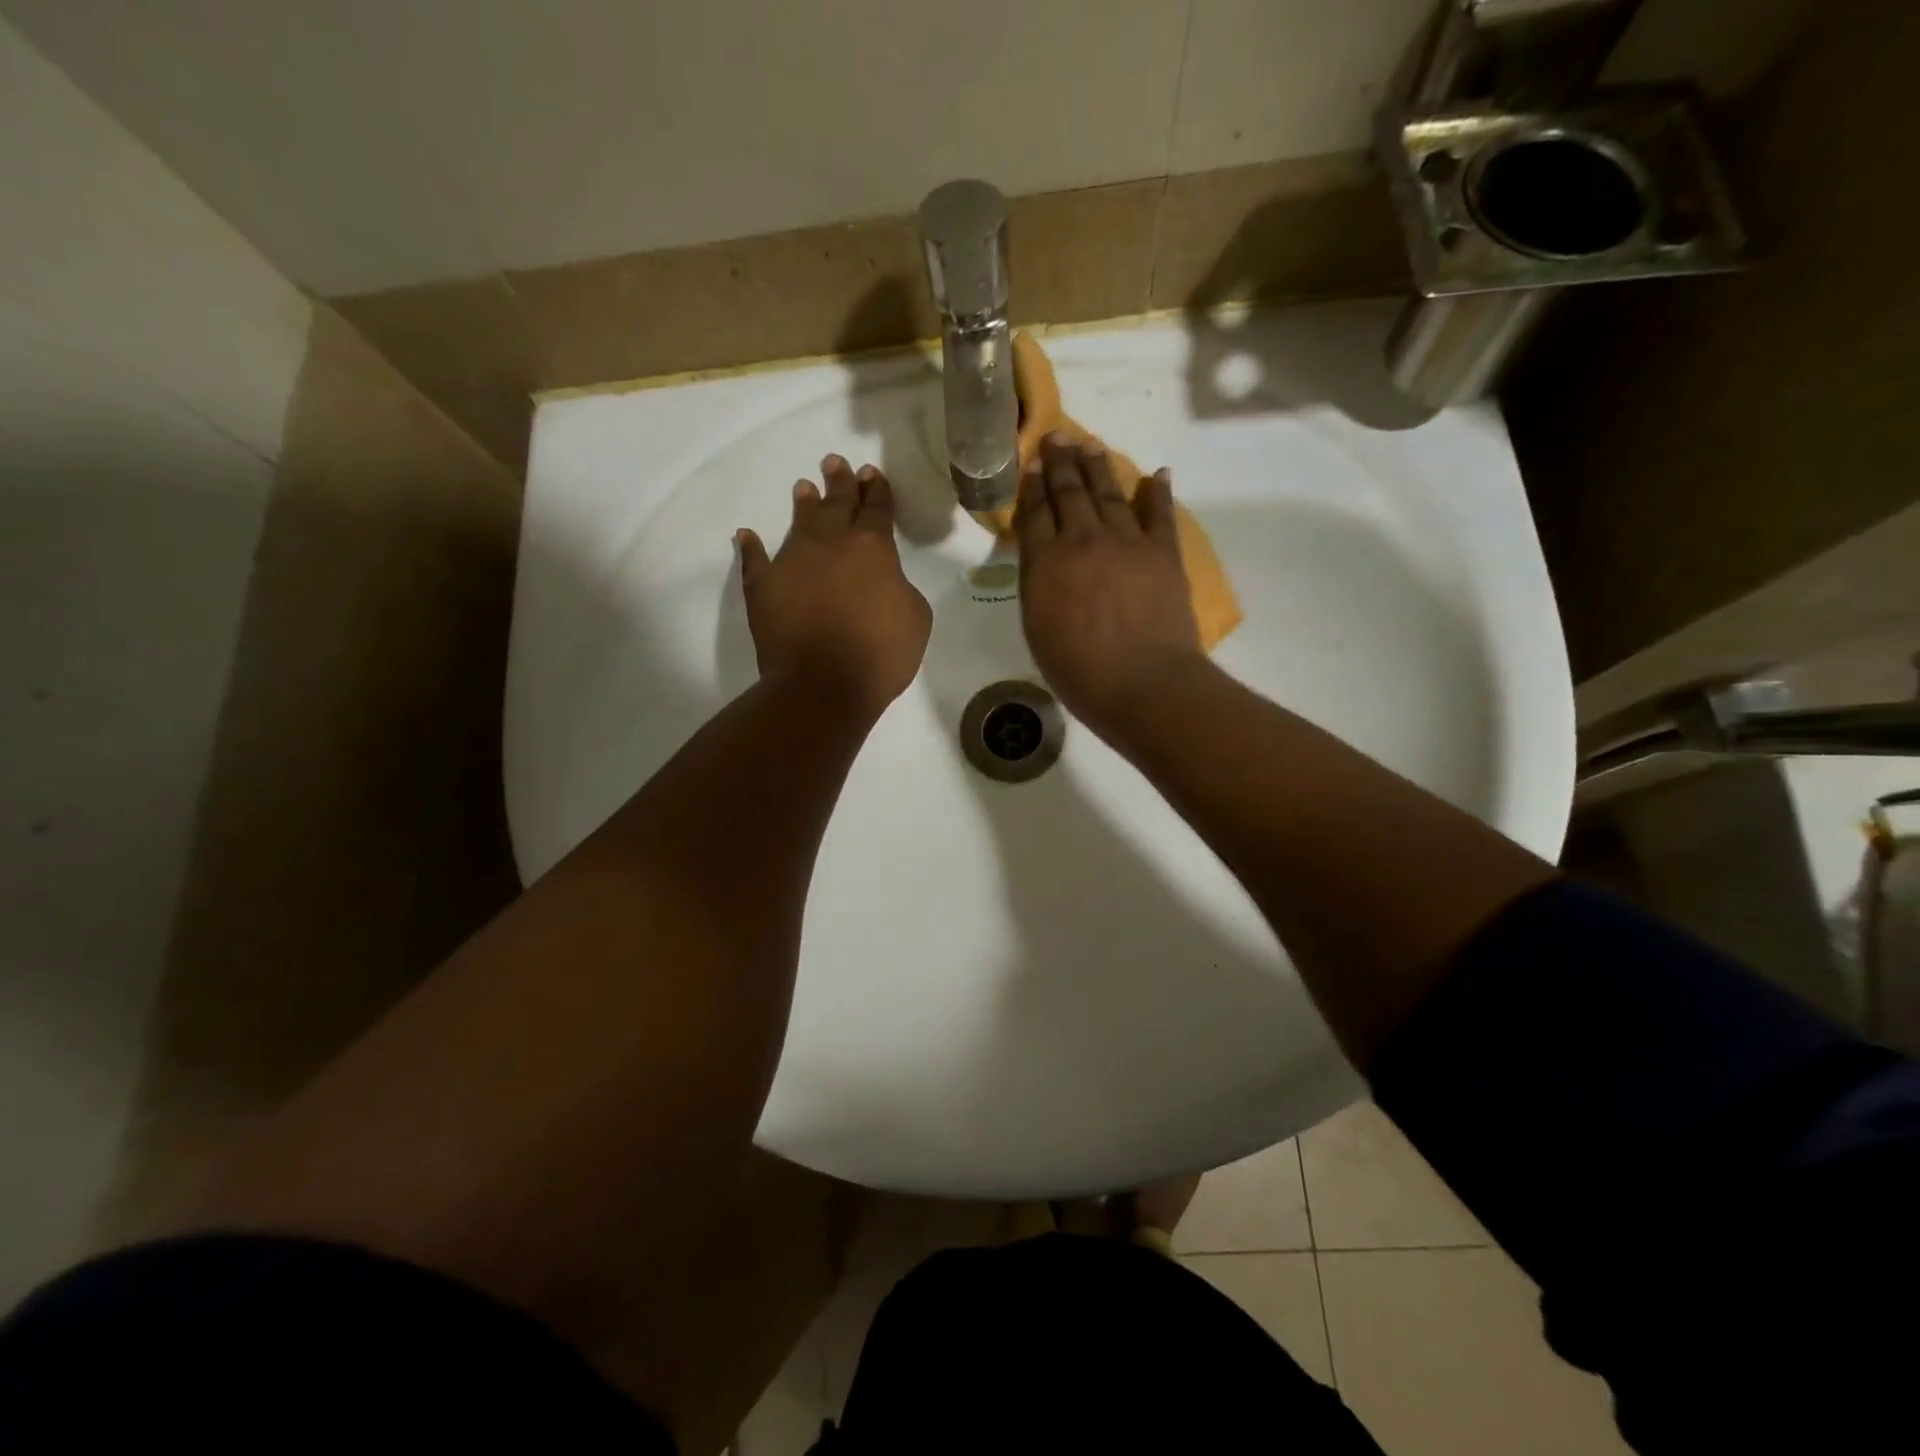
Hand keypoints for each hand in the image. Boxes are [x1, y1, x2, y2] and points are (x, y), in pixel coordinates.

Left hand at [736, 455, 931, 721]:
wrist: (822, 685)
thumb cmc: (880, 654)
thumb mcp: (916, 617)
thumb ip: (900, 587)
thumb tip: (884, 581)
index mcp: (872, 548)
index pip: (877, 509)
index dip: (876, 490)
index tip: (872, 473)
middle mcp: (830, 544)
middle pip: (836, 505)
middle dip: (840, 482)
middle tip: (835, 462)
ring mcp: (792, 561)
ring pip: (799, 523)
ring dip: (804, 504)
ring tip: (804, 487)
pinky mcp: (763, 586)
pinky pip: (755, 560)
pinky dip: (752, 547)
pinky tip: (747, 535)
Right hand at [1017, 433, 1203, 743]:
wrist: (1144, 684)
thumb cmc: (1080, 671)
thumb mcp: (1037, 629)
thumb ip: (1037, 584)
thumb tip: (1041, 555)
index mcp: (1046, 562)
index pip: (1035, 513)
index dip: (1033, 486)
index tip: (1032, 464)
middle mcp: (1083, 540)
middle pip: (1070, 492)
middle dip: (1061, 463)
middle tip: (1057, 437)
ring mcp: (1127, 542)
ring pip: (1109, 493)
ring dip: (1099, 467)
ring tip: (1090, 445)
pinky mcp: (1163, 552)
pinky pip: (1160, 513)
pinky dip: (1158, 491)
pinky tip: (1157, 473)